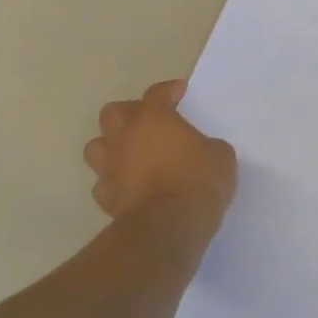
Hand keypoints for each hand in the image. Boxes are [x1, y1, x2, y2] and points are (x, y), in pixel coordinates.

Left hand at [84, 81, 235, 234]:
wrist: (169, 226)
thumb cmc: (198, 180)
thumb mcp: (220, 156)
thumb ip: (207, 146)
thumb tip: (204, 151)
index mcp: (153, 118)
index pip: (157, 93)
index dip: (169, 90)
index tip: (180, 92)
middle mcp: (126, 137)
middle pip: (113, 113)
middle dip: (129, 113)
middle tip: (148, 121)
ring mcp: (111, 169)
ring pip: (96, 147)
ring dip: (111, 147)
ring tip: (130, 153)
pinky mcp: (106, 199)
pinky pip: (103, 184)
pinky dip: (114, 182)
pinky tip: (128, 186)